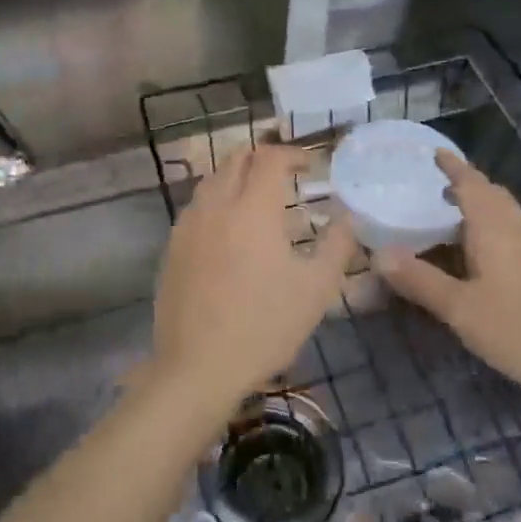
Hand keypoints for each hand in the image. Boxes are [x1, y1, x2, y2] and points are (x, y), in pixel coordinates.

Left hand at [149, 144, 356, 416]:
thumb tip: (348, 216)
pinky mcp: (172, 247)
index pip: (269, 158)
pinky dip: (217, 201)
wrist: (198, 367)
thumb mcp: (316, 289)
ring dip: (237, 177)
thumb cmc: (265, 326)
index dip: (292, 154)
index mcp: (252, 209)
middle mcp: (216, 206)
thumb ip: (337, 245)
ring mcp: (188, 225)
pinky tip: (229, 229)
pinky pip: (196, 206)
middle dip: (263, 158)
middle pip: (235, 160)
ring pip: (211, 180)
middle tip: (285, 175)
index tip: (310, 166)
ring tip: (258, 199)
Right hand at [376, 151, 520, 398]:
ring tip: (449, 215)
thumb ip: (420, 281)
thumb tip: (378, 254)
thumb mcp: (460, 309)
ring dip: (478, 206)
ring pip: (504, 215)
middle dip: (466, 184)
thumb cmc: (520, 329)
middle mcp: (517, 231)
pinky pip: (511, 234)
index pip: (471, 185)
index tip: (435, 152)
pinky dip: (489, 229)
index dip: (453, 167)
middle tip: (436, 184)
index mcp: (495, 229)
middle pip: (492, 195)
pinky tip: (477, 254)